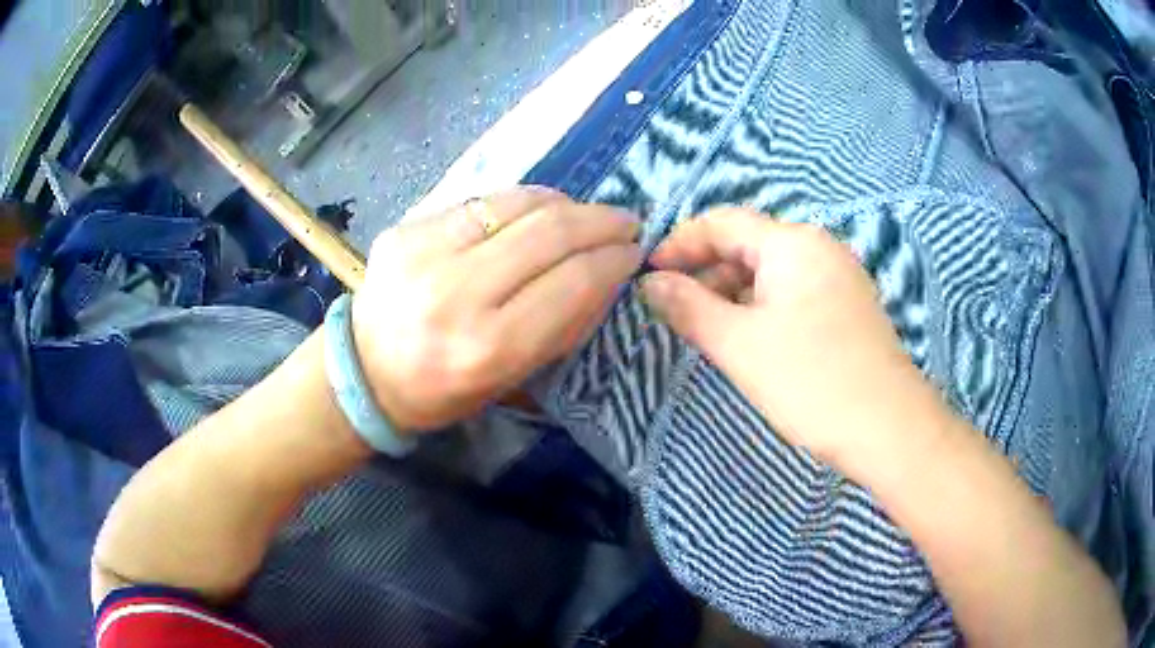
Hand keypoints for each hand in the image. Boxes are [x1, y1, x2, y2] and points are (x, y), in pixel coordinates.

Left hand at [353, 187, 640, 432]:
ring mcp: (426, 253)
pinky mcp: (407, 229)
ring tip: (587, 212)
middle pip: (549, 234)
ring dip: (566, 203)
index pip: (572, 284)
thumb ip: (562, 327)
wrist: (363, 371)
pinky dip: (522, 200)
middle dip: (601, 222)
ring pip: (517, 205)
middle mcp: (457, 295)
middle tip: (626, 221)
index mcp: (487, 348)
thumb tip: (606, 276)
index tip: (635, 253)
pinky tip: (540, 207)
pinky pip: (481, 201)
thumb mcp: (511, 379)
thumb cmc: (442, 392)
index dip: (613, 261)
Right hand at [640, 208, 947, 480]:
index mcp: (793, 244)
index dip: (679, 244)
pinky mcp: (848, 307)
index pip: (722, 223)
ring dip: (733, 294)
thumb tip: (650, 284)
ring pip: (771, 273)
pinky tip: (751, 341)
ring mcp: (839, 277)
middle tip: (675, 312)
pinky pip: (793, 293)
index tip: (648, 277)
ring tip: (709, 332)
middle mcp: (819, 248)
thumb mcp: (739, 344)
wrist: (889, 428)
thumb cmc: (812, 381)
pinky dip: (762, 308)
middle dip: (706, 273)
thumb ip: (688, 307)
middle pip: (748, 245)